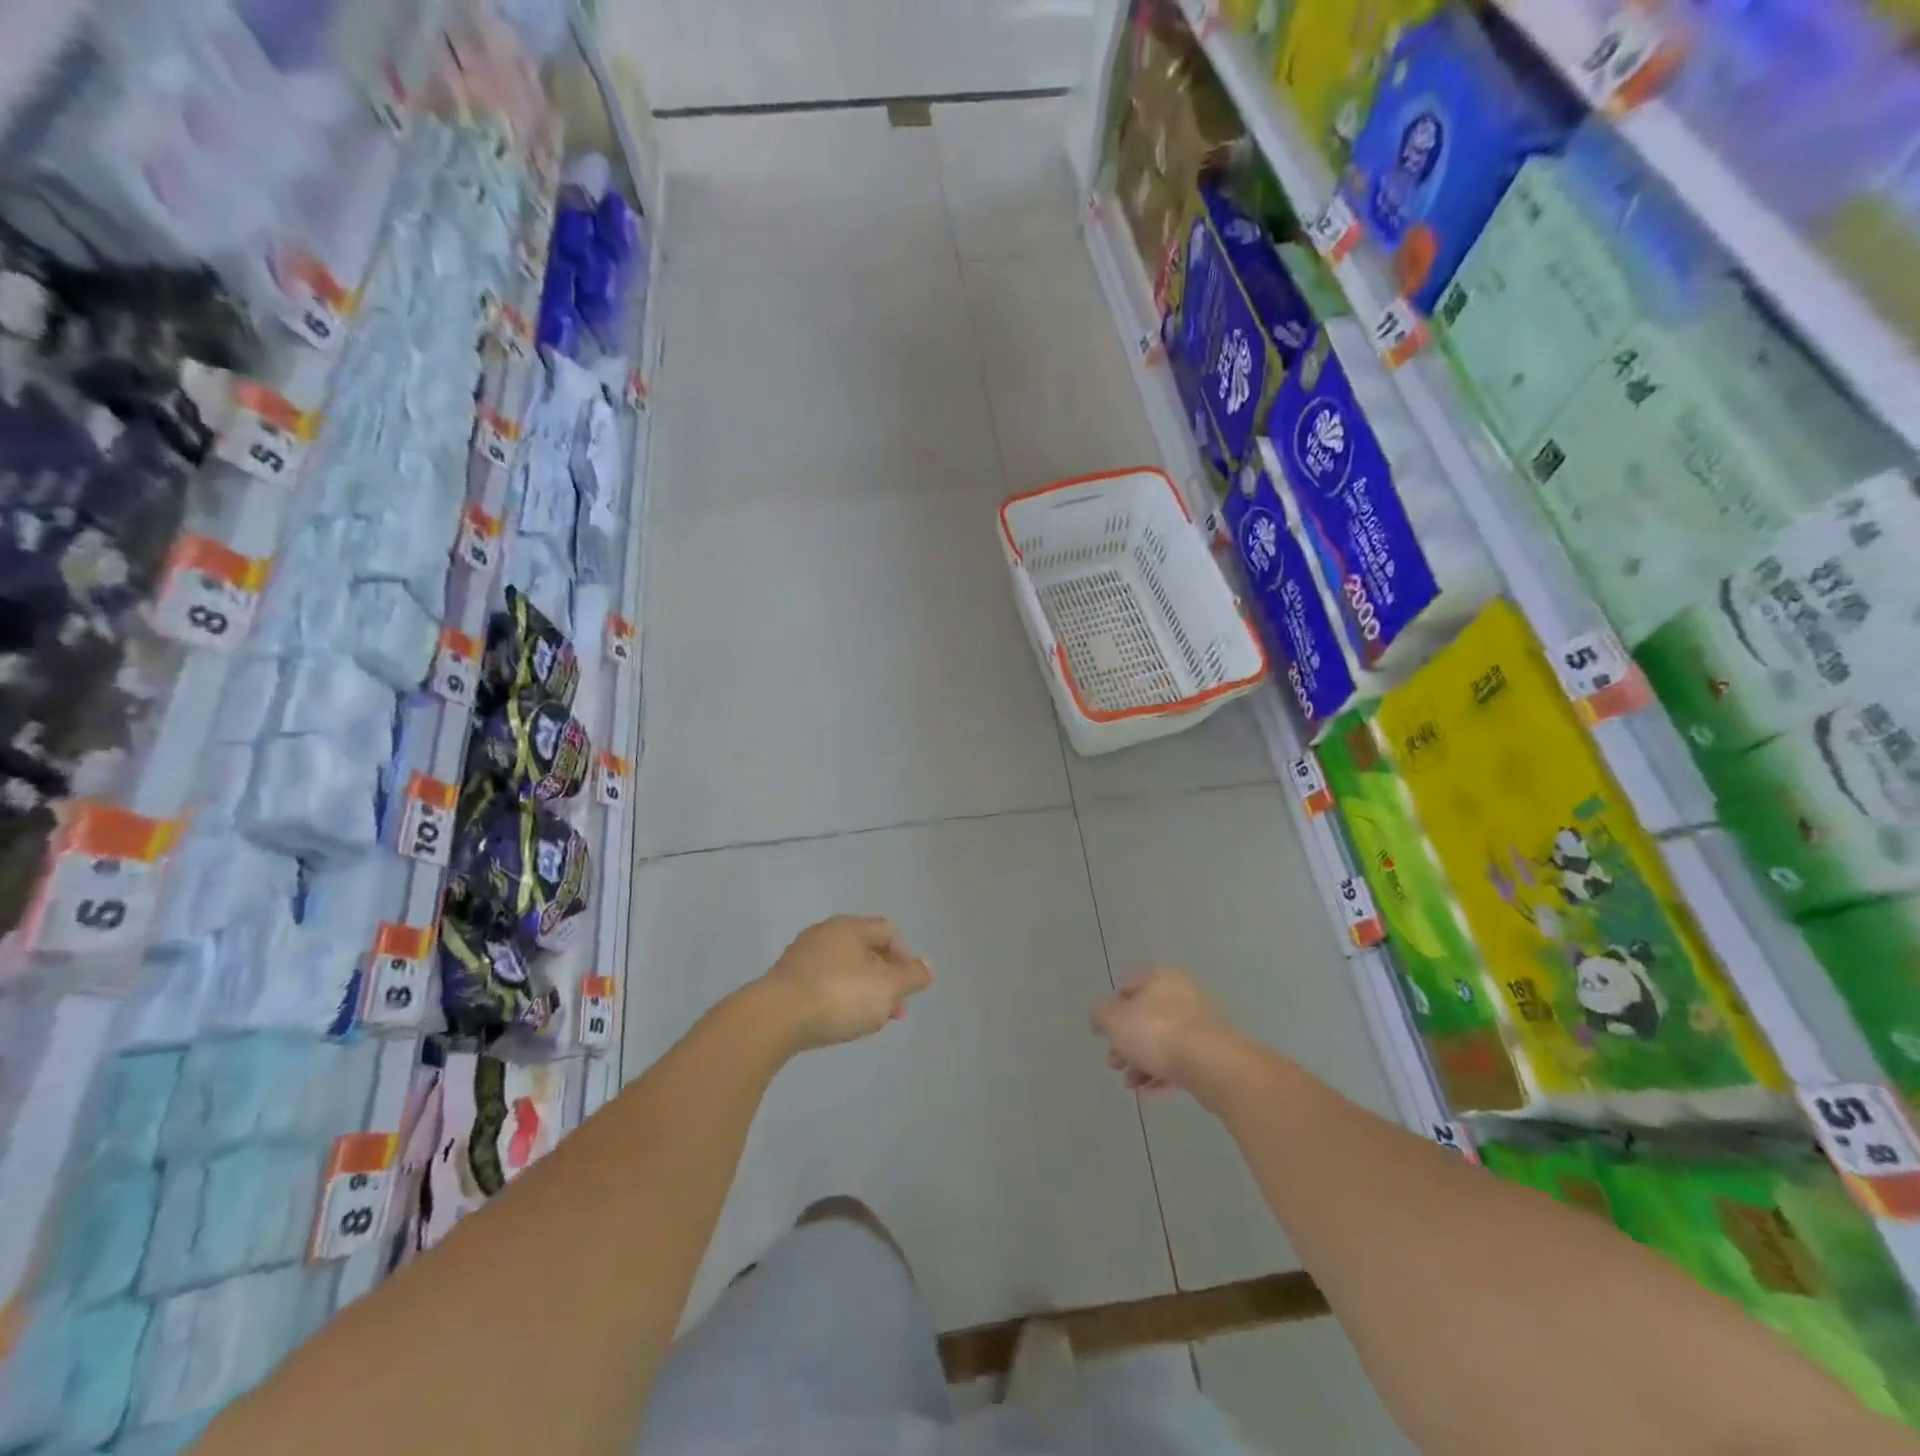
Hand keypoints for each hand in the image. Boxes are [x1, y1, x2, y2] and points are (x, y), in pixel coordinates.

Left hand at [758, 915, 932, 1052]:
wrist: (774, 1019)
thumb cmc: (839, 996)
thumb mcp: (887, 988)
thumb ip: (912, 976)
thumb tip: (927, 965)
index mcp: (850, 927)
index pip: (888, 931)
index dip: (905, 958)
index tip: (908, 989)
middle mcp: (824, 933)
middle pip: (865, 951)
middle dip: (884, 981)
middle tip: (892, 1012)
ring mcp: (801, 956)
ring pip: (843, 969)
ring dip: (862, 992)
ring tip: (867, 1022)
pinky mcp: (784, 981)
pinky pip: (821, 984)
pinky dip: (836, 998)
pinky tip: (837, 1022)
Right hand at [1092, 968, 1235, 1095]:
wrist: (1212, 1063)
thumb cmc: (1156, 1032)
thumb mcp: (1114, 1021)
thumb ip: (1100, 1017)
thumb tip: (1100, 1018)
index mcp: (1161, 978)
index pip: (1129, 989)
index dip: (1112, 1011)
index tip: (1104, 1034)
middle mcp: (1182, 995)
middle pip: (1145, 1018)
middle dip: (1126, 1043)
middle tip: (1114, 1063)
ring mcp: (1201, 1024)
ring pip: (1162, 1041)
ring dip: (1141, 1062)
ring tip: (1129, 1083)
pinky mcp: (1212, 1052)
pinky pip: (1180, 1060)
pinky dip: (1161, 1074)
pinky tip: (1147, 1091)